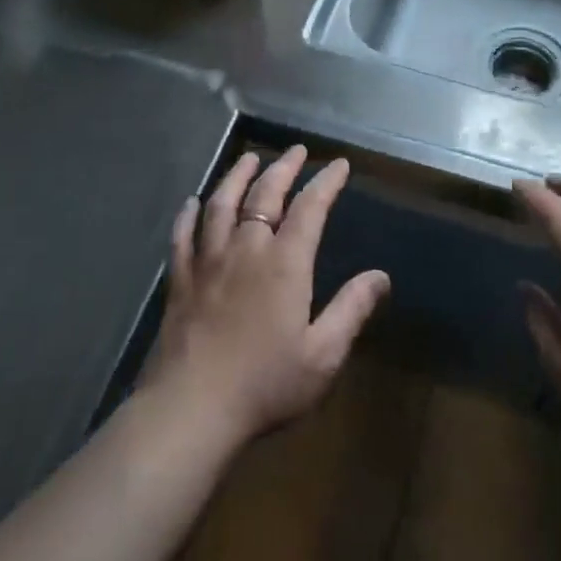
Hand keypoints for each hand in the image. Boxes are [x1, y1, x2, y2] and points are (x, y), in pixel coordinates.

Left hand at [142, 146, 389, 448]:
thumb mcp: (323, 355)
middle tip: (296, 151)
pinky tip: (193, 202)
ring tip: (250, 159)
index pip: (309, 208)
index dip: (325, 183)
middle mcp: (245, 249)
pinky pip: (183, 235)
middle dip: (283, 168)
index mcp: (284, 264)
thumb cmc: (265, 384)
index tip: (338, 165)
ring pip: (222, 204)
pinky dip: (189, 214)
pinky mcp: (179, 280)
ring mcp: (208, 262)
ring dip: (237, 177)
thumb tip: (381, 275)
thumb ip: (351, 309)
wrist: (192, 409)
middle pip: (264, 195)